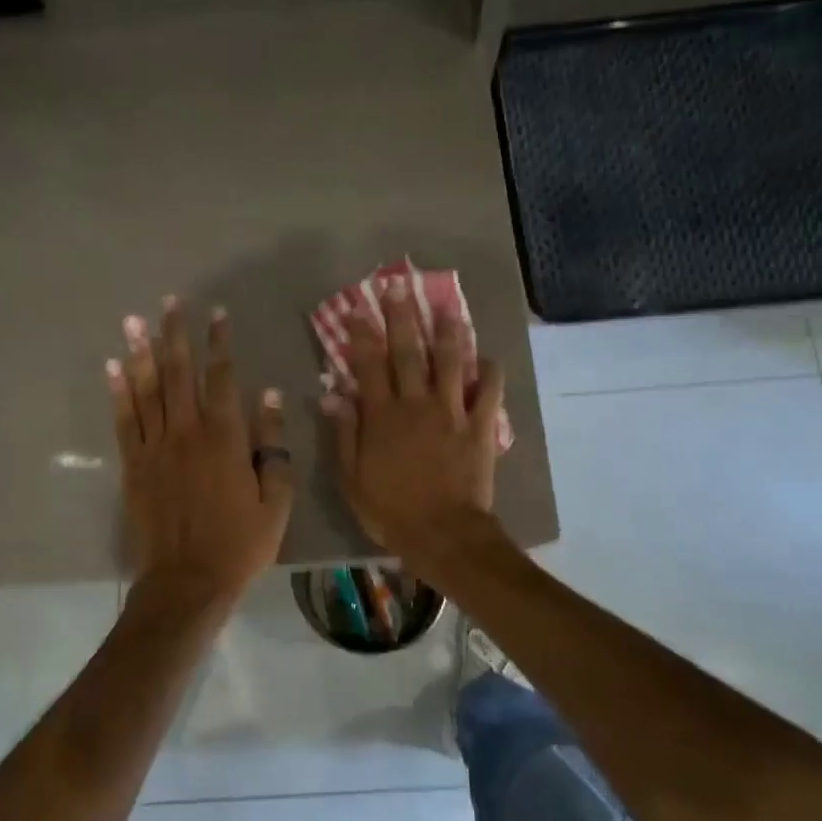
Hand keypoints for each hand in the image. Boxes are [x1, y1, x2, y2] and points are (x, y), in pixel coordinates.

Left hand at [108, 297, 293, 605]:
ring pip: (147, 390)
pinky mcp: (134, 465)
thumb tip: (270, 396)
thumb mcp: (275, 499)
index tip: (217, 314)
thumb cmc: (240, 543)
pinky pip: (124, 421)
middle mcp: (187, 432)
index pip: (222, 378)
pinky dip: (119, 392)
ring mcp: (155, 448)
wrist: (188, 580)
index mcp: (225, 438)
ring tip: (134, 321)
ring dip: (141, 352)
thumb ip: (273, 445)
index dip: (220, 343)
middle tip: (170, 303)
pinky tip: (113, 367)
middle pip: (179, 374)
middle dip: (176, 335)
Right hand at [321, 273, 506, 570]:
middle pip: (408, 351)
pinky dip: (489, 372)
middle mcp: (416, 403)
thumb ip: (344, 433)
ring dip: (447, 331)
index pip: (368, 364)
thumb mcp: (352, 478)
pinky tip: (487, 358)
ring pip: (450, 361)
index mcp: (382, 416)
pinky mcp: (479, 426)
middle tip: (397, 286)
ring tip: (446, 306)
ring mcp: (452, 412)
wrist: (443, 534)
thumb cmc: (390, 510)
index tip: (356, 309)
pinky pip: (489, 391)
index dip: (361, 334)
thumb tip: (332, 395)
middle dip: (401, 316)